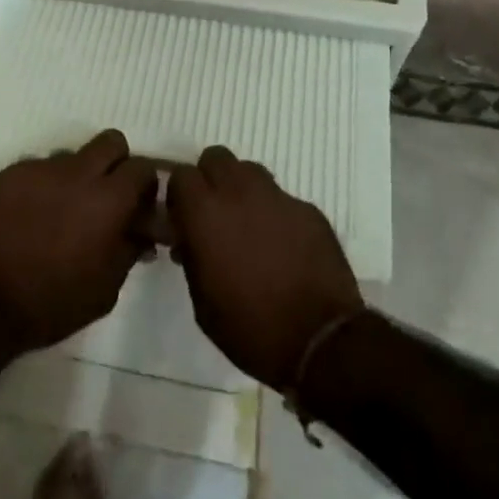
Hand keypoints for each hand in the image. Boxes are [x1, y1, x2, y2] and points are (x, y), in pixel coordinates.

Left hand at [0, 130, 157, 353]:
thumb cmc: (53, 303)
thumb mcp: (106, 288)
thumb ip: (129, 249)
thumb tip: (142, 232)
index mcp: (107, 200)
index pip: (142, 167)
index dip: (145, 185)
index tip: (138, 206)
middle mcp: (77, 172)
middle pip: (111, 142)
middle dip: (116, 163)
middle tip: (106, 196)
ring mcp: (40, 168)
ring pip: (71, 156)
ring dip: (76, 177)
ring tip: (61, 212)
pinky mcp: (10, 173)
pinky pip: (38, 169)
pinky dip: (43, 187)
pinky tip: (31, 217)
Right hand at [167, 146, 363, 390]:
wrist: (320, 341)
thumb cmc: (250, 328)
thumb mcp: (202, 301)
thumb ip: (191, 256)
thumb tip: (189, 238)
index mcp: (206, 212)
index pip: (181, 175)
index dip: (179, 195)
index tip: (182, 218)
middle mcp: (240, 192)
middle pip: (216, 157)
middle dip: (210, 178)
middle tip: (213, 213)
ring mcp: (278, 197)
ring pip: (250, 171)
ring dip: (242, 189)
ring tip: (248, 224)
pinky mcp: (308, 209)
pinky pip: (282, 198)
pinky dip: (275, 213)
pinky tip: (282, 245)